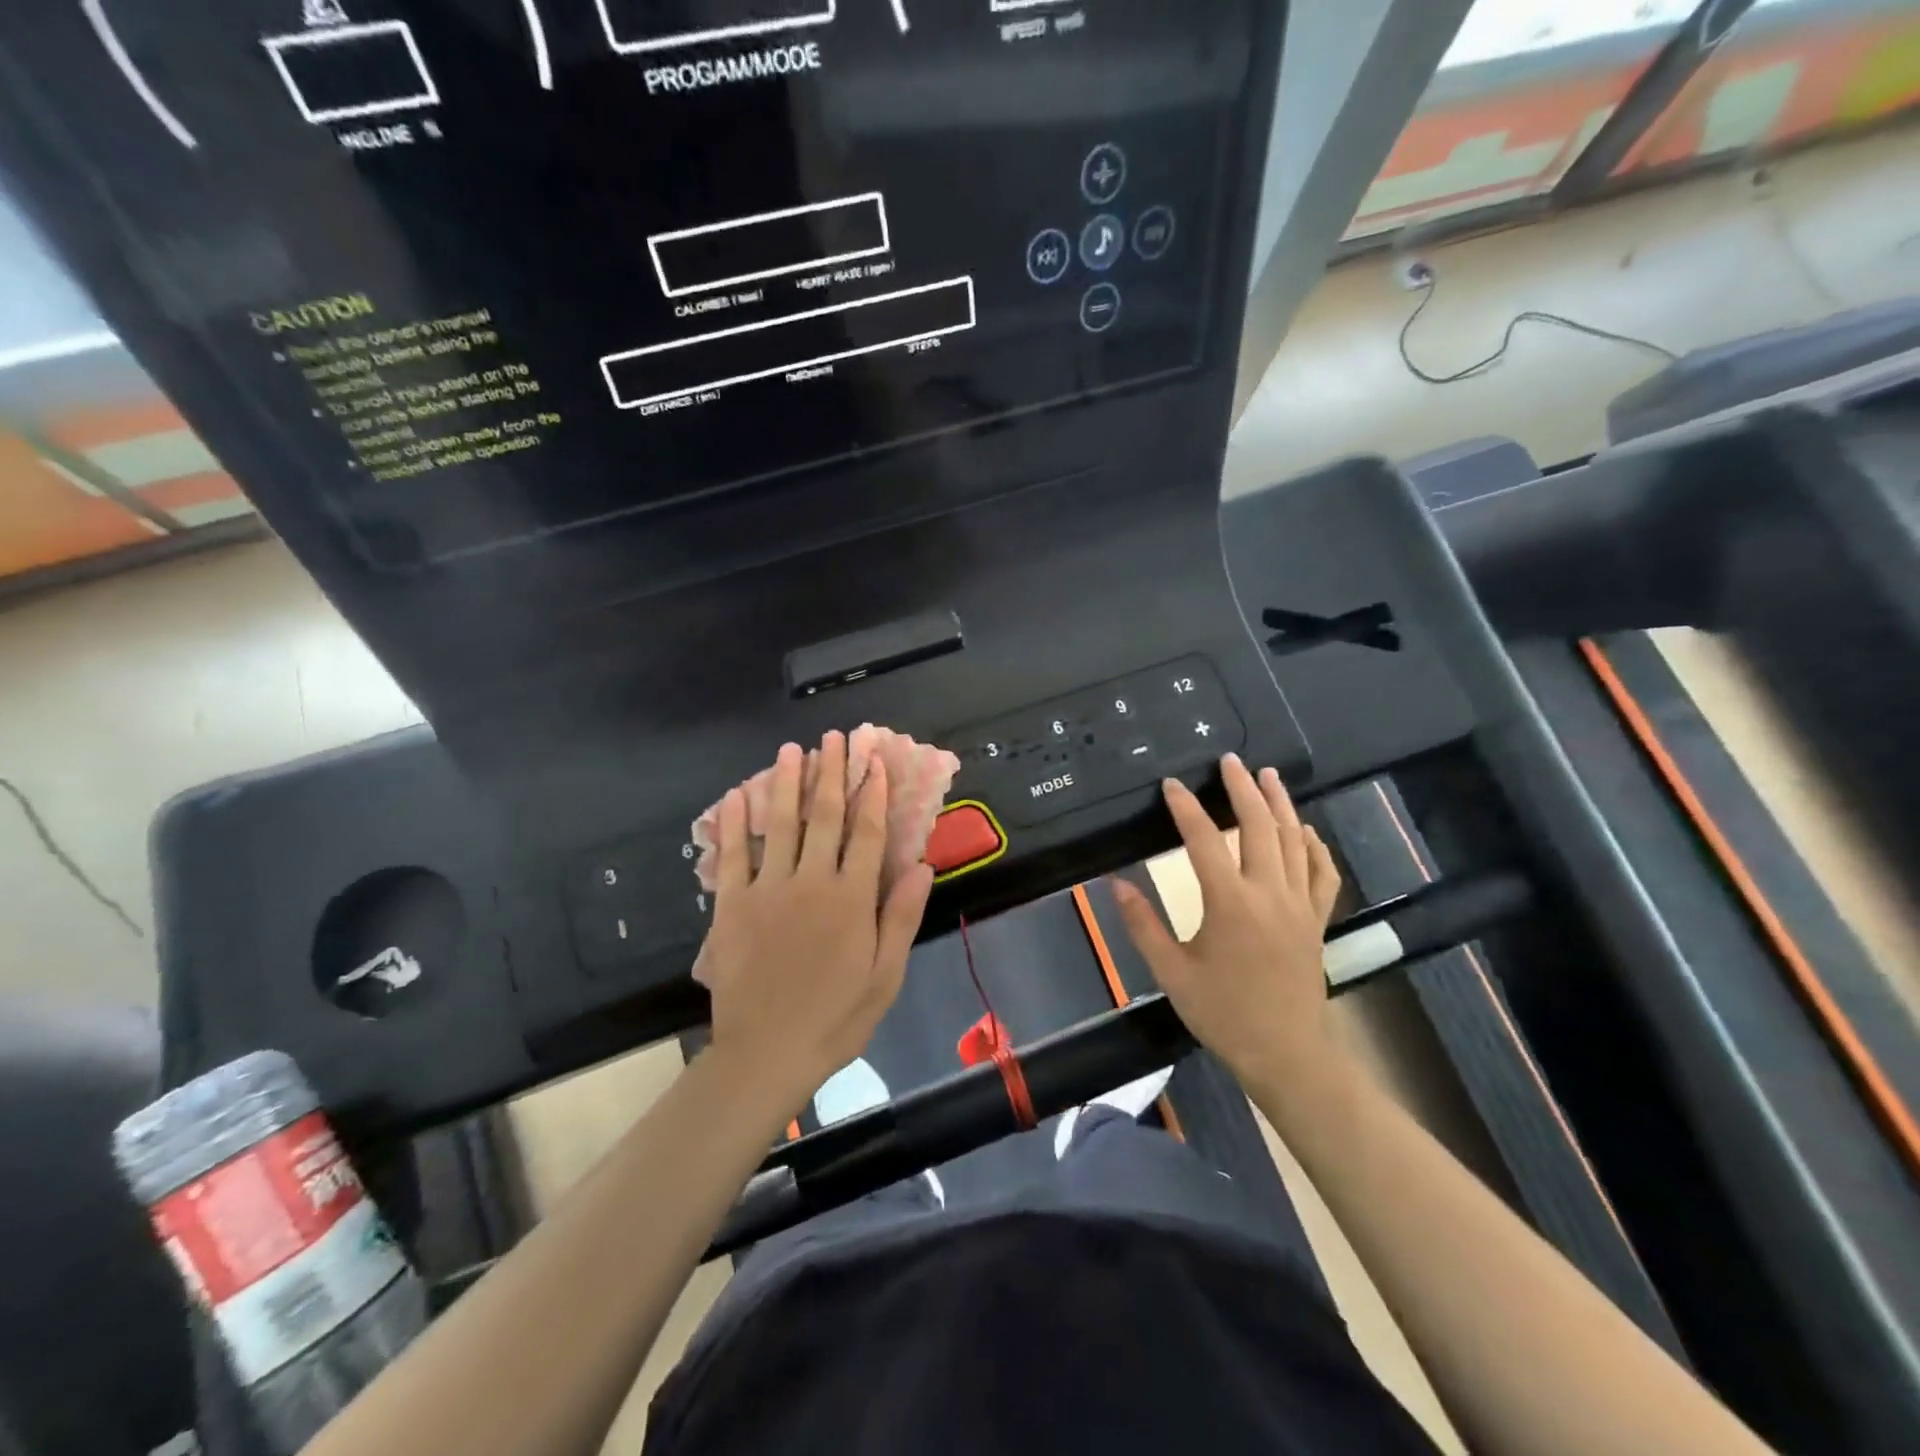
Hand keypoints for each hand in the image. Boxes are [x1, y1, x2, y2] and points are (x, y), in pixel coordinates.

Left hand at [697, 732, 934, 1117]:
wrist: (767, 1055)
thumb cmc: (836, 1018)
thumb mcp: (886, 976)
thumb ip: (901, 917)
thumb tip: (923, 864)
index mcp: (851, 899)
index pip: (867, 833)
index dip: (873, 793)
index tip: (875, 761)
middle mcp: (811, 882)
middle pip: (824, 816)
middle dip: (831, 773)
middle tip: (834, 738)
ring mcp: (767, 890)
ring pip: (780, 824)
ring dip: (786, 783)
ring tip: (792, 749)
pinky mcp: (732, 906)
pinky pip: (732, 856)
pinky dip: (734, 823)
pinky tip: (737, 795)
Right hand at [1110, 754, 1343, 1103]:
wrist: (1285, 1053)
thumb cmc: (1223, 1013)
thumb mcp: (1172, 973)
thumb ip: (1142, 925)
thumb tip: (1115, 884)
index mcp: (1230, 904)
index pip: (1204, 840)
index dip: (1185, 808)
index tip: (1171, 784)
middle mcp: (1269, 894)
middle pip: (1258, 827)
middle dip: (1243, 788)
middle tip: (1230, 760)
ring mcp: (1299, 905)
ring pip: (1294, 841)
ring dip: (1281, 804)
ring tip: (1269, 775)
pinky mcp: (1317, 920)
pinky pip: (1322, 873)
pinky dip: (1314, 846)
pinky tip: (1305, 830)